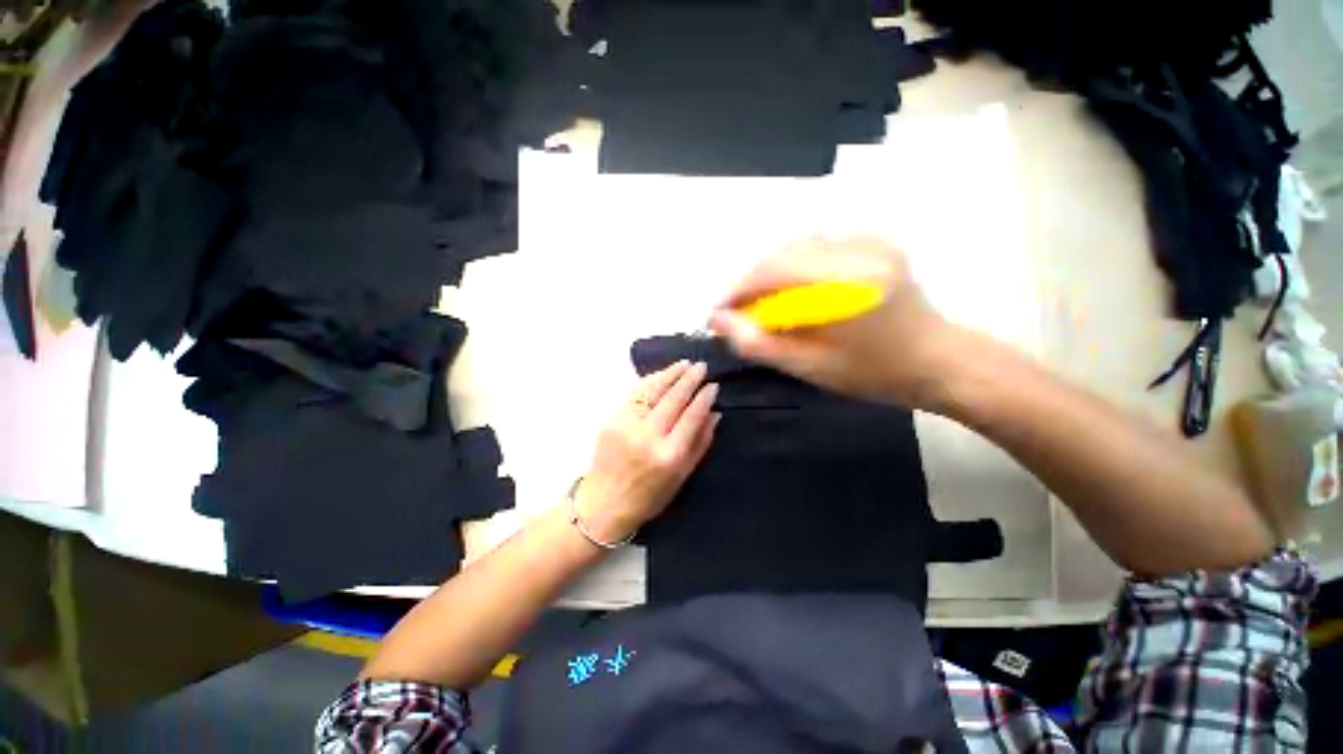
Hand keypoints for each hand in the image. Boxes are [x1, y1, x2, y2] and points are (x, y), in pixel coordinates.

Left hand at [574, 361, 719, 542]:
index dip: (704, 398)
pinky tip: (661, 375)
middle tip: (701, 366)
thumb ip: (700, 444)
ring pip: (652, 391)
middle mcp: (648, 436)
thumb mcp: (682, 477)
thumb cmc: (650, 496)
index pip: (691, 416)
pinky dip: (650, 382)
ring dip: (670, 374)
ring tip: (684, 364)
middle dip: (689, 380)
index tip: (713, 385)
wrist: (604, 503)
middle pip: (673, 399)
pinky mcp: (612, 420)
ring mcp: (627, 425)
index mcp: (669, 454)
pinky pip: (635, 394)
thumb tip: (715, 414)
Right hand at [710, 236, 963, 408]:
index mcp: (846, 283)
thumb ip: (758, 342)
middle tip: (740, 313)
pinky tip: (796, 291)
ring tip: (765, 304)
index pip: (773, 270)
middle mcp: (858, 249)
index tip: (718, 312)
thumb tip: (718, 320)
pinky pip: (819, 247)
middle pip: (783, 254)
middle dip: (753, 283)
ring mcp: (870, 241)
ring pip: (799, 247)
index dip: (738, 289)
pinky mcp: (875, 242)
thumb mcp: (808, 366)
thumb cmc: (871, 372)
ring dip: (773, 274)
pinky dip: (796, 267)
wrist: (935, 360)